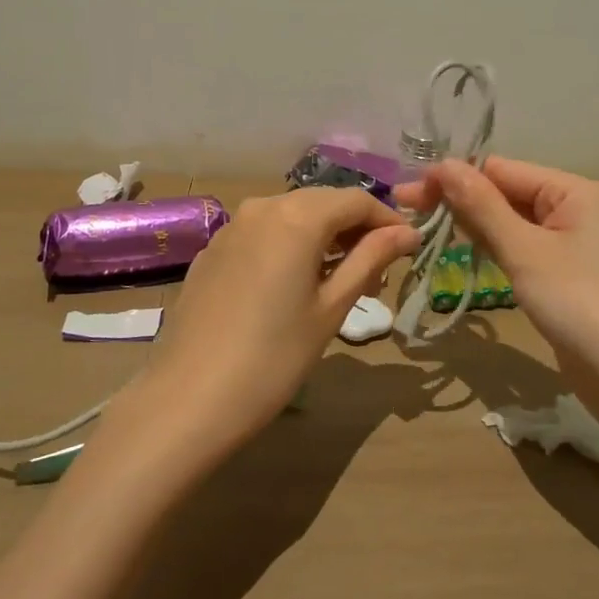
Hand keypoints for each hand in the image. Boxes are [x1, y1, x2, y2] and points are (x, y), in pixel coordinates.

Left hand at [144, 187, 419, 453]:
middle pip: (322, 202)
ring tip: (340, 279)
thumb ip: (370, 259)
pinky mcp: (212, 250)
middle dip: (355, 228)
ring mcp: (231, 227)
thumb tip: (407, 232)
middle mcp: (262, 207)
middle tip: (379, 269)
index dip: (387, 220)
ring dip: (322, 236)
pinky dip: (288, 245)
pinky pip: (262, 233)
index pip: (356, 200)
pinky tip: (293, 282)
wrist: (188, 398)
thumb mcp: (331, 308)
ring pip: (291, 215)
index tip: (409, 248)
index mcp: (296, 216)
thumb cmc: (273, 358)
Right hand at [396, 158, 598, 376]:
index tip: (409, 193)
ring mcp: (571, 241)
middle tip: (407, 208)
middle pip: (506, 192)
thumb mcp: (524, 250)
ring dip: (471, 222)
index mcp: (573, 190)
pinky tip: (462, 247)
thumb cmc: (578, 303)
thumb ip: (481, 206)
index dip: (454, 178)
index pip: (501, 169)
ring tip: (424, 226)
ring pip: (511, 220)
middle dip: (459, 199)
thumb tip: (442, 164)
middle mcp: (575, 207)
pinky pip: (521, 245)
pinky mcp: (565, 271)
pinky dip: (492, 245)